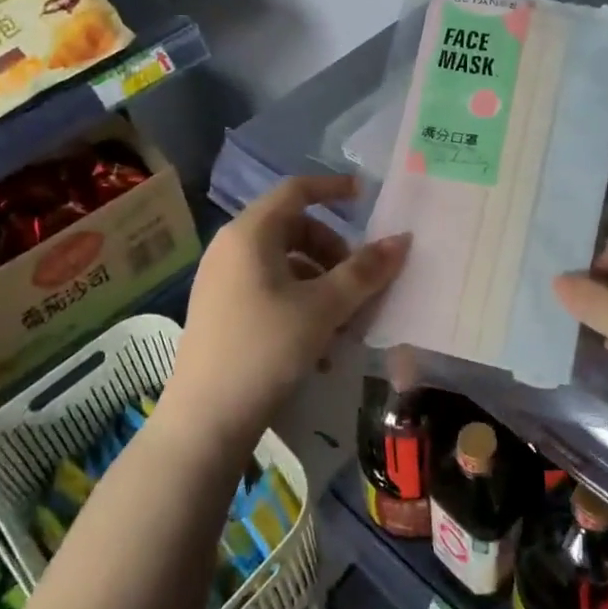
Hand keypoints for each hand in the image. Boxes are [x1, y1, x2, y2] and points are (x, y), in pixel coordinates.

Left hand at [163, 174, 407, 451]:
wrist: (205, 420)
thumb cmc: (266, 349)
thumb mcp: (324, 308)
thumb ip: (364, 271)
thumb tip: (402, 240)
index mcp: (250, 233)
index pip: (296, 190)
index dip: (332, 188)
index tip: (364, 197)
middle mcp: (231, 248)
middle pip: (294, 229)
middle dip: (334, 252)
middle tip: (360, 282)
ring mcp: (222, 280)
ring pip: (285, 264)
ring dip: (322, 285)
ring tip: (346, 325)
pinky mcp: (222, 311)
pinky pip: (270, 290)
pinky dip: (301, 304)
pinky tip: (321, 346)